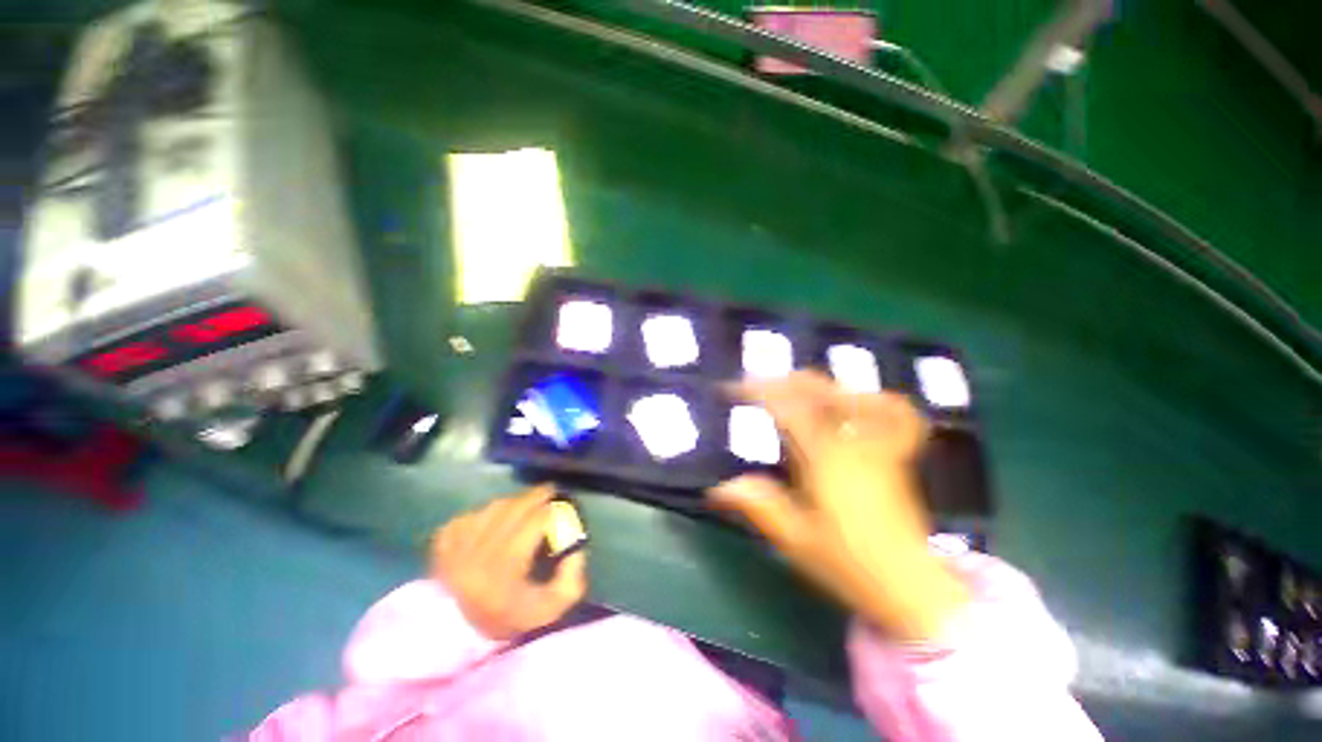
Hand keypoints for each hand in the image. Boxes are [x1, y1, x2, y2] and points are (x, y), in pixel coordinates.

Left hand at [430, 485, 587, 640]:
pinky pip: (468, 517)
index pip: (534, 522)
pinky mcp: (442, 548)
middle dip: (536, 496)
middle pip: (513, 508)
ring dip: (513, 502)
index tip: (563, 506)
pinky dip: (484, 513)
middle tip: (550, 492)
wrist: (461, 641)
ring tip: (525, 505)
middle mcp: (476, 555)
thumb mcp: (549, 609)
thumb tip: (576, 547)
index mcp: (504, 570)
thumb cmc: (510, 620)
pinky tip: (494, 519)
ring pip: (491, 509)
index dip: (552, 510)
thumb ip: (571, 579)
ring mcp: (455, 549)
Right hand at [708, 372, 966, 640]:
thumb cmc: (849, 563)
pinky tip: (855, 401)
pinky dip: (873, 400)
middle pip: (819, 390)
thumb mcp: (795, 540)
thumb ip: (759, 506)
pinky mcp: (897, 455)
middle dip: (782, 381)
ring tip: (793, 389)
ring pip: (851, 394)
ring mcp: (880, 444)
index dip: (757, 391)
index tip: (732, 389)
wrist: (909, 586)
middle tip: (757, 387)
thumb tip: (719, 487)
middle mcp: (853, 441)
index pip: (787, 407)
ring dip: (817, 385)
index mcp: (825, 458)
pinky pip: (896, 414)